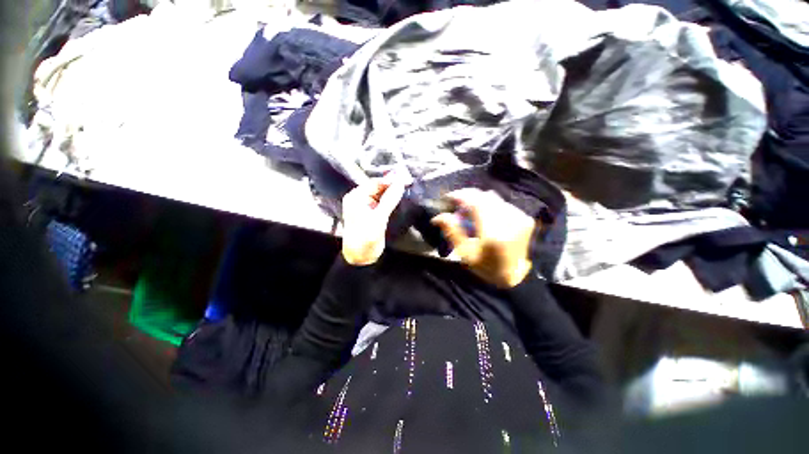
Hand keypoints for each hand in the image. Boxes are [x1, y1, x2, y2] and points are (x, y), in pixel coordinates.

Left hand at [341, 176, 405, 265]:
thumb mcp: (379, 218)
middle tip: (408, 181)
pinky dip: (390, 200)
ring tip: (406, 186)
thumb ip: (389, 199)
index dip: (389, 180)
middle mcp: (359, 199)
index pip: (374, 183)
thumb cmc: (365, 237)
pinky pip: (382, 203)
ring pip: (381, 195)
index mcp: (356, 197)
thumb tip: (400, 183)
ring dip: (392, 192)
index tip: (404, 177)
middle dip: (391, 185)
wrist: (361, 257)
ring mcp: (366, 207)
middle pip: (377, 188)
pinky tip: (399, 197)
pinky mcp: (372, 214)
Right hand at [431, 189, 535, 287]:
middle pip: (484, 197)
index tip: (448, 197)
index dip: (461, 196)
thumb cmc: (486, 267)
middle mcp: (509, 222)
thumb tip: (438, 217)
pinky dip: (489, 206)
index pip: (476, 204)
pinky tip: (484, 215)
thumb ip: (452, 232)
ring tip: (469, 211)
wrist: (516, 276)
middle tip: (456, 203)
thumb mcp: (465, 254)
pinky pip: (501, 203)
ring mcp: (519, 218)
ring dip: (478, 201)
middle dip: (468, 196)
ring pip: (493, 198)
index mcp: (493, 235)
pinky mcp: (524, 217)